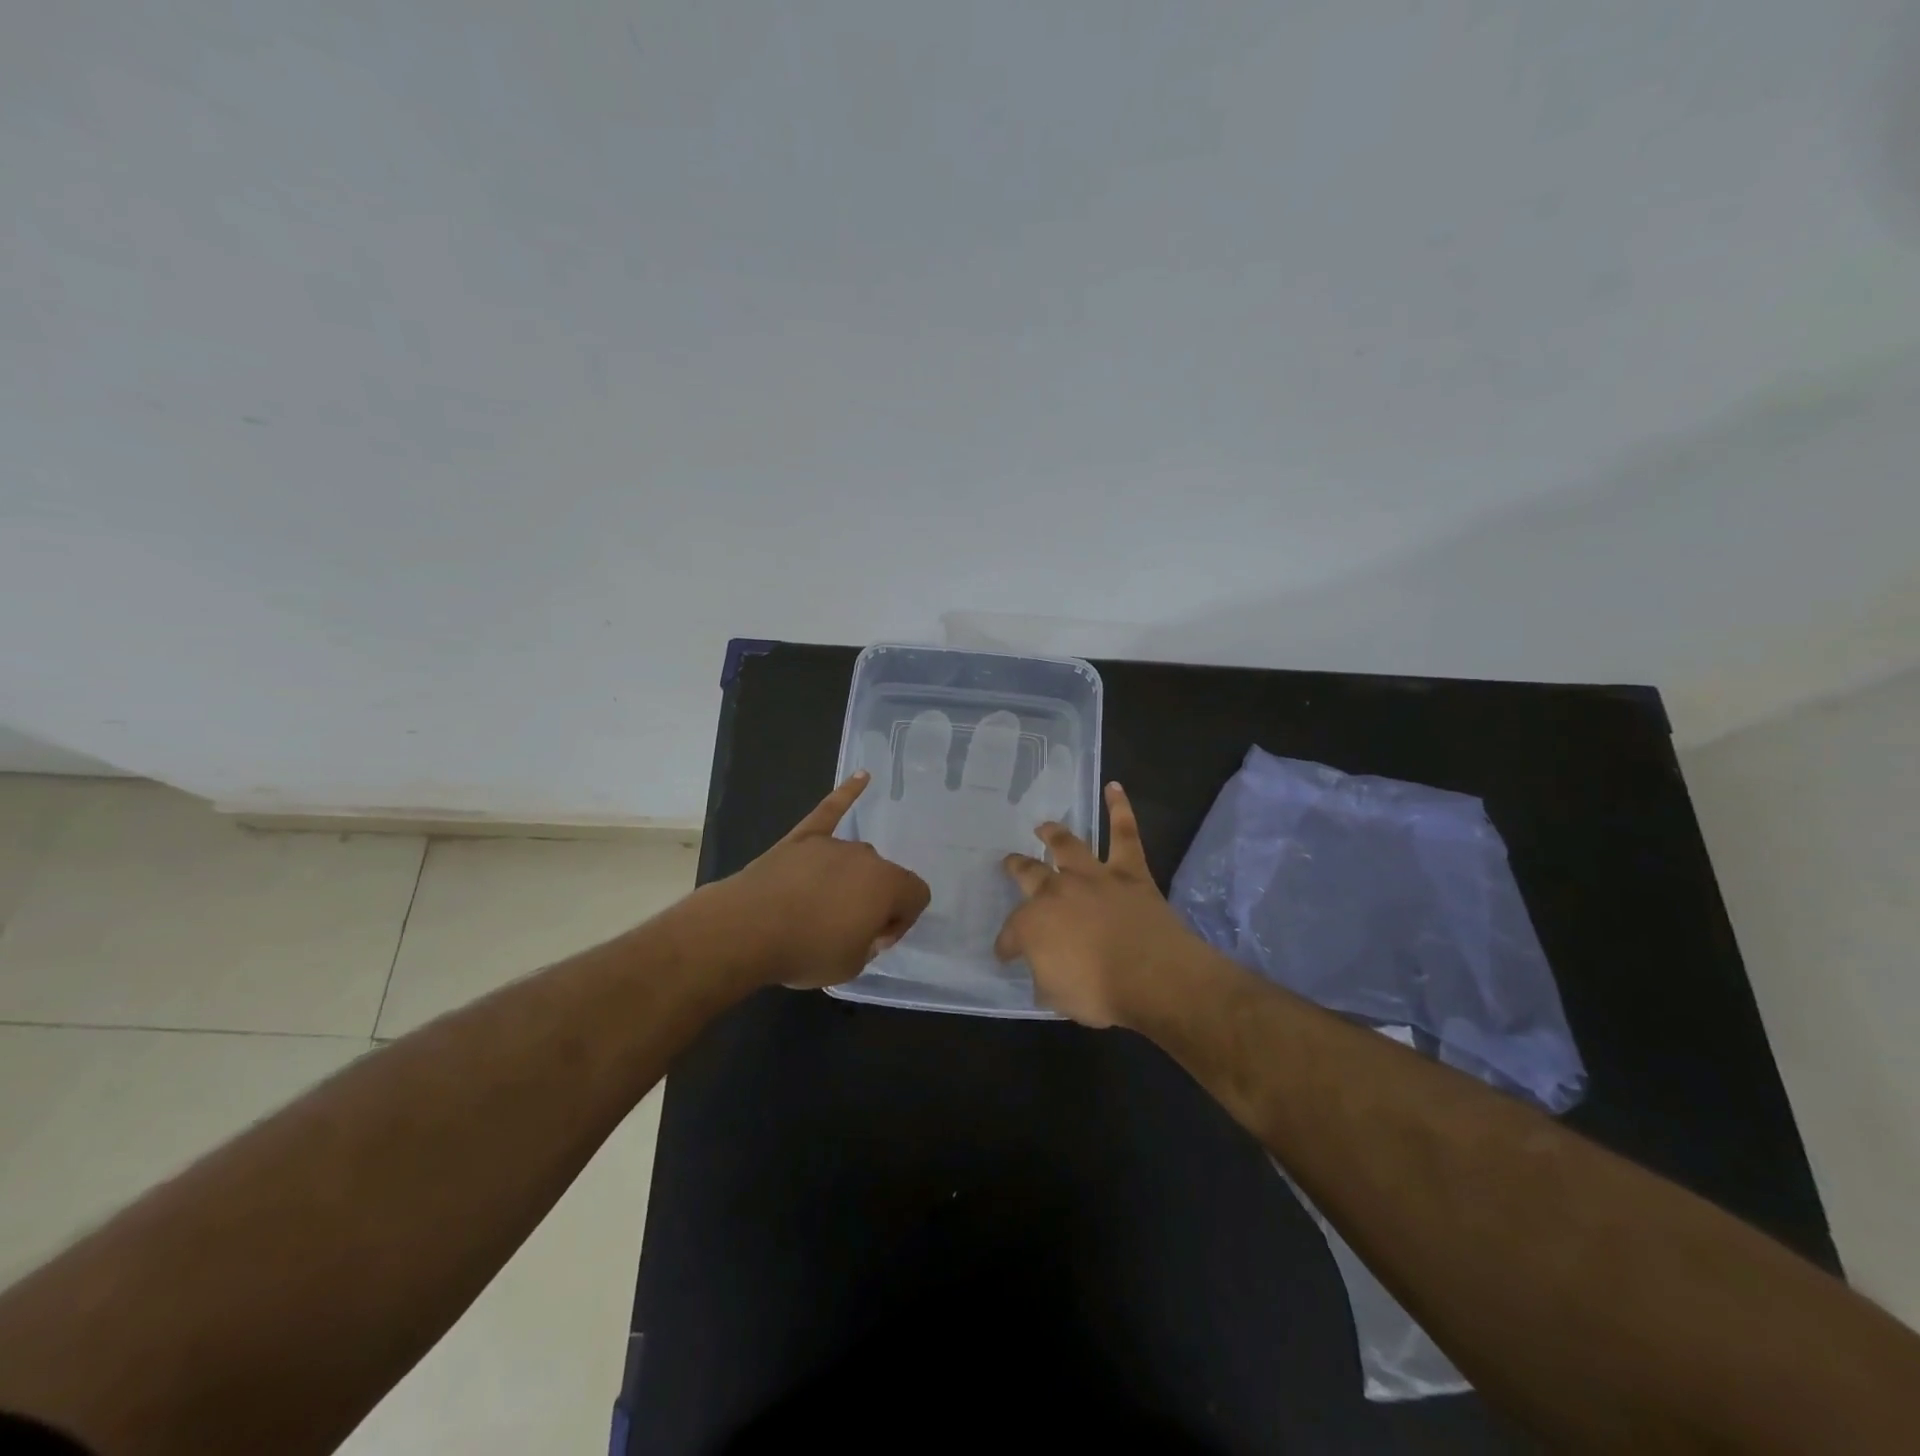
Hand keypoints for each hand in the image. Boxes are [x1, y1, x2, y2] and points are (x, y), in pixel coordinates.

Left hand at [707, 771, 930, 990]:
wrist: (747, 930)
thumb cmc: (806, 951)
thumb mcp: (852, 965)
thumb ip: (869, 943)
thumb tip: (864, 927)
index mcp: (888, 886)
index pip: (916, 897)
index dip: (900, 921)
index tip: (874, 940)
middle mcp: (867, 857)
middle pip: (884, 877)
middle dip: (873, 901)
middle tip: (844, 931)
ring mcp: (833, 844)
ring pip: (855, 860)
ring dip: (849, 880)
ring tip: (822, 908)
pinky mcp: (803, 838)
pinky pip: (830, 811)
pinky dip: (847, 793)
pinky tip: (861, 776)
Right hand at [996, 782, 1197, 1027]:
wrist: (1153, 976)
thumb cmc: (1100, 992)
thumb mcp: (1056, 997)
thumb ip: (1044, 978)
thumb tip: (1042, 972)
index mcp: (1033, 924)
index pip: (1011, 934)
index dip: (1007, 944)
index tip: (1006, 954)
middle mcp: (1057, 891)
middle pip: (1030, 874)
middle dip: (1018, 869)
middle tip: (1011, 863)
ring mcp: (1093, 876)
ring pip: (1068, 845)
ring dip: (1054, 834)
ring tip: (1044, 826)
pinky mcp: (1129, 871)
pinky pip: (1124, 833)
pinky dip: (1119, 808)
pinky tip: (1114, 787)